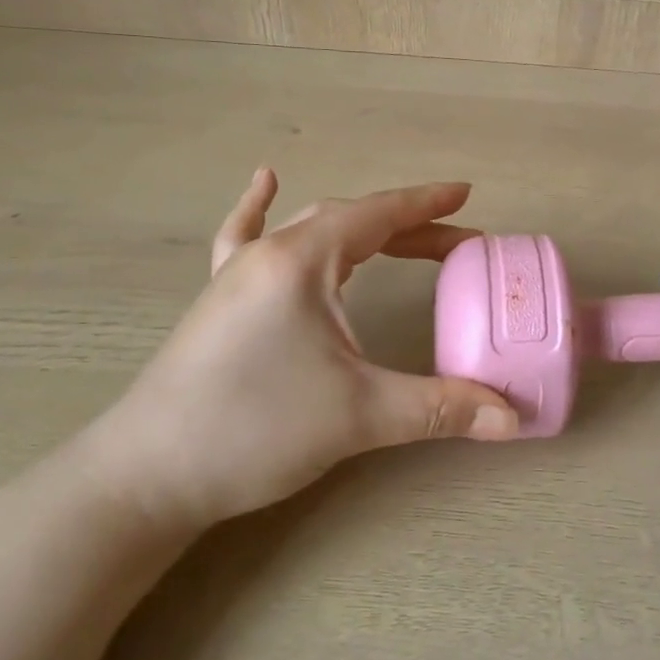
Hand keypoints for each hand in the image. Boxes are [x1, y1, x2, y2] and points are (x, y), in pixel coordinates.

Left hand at [87, 169, 518, 532]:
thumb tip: (514, 418)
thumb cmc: (253, 428)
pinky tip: (265, 183)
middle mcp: (268, 253)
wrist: (144, 476)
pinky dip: (261, 209)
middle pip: (351, 221)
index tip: (466, 195)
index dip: (427, 204)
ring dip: (360, 227)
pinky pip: (245, 239)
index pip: (378, 215)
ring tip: (397, 230)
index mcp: (301, 260)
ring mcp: (236, 275)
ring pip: (309, 229)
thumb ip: (441, 408)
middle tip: (458, 242)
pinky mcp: (218, 302)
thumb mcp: (359, 415)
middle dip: (409, 226)